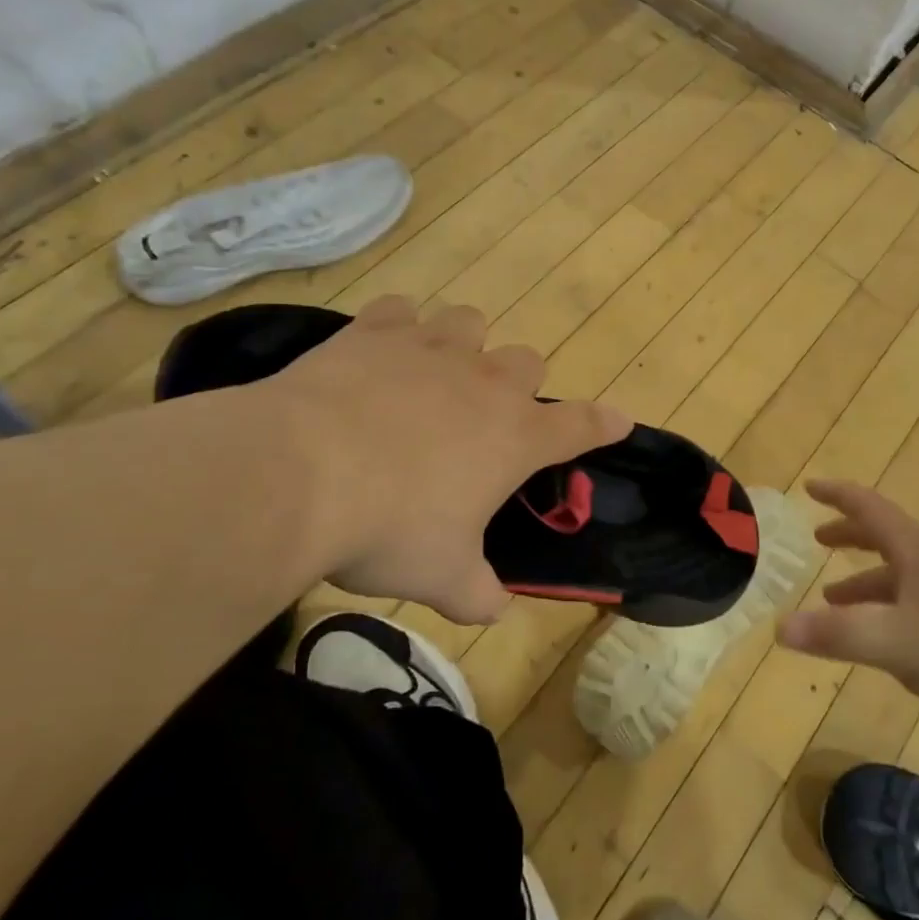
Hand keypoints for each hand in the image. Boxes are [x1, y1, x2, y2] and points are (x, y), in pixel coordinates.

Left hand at [261, 296, 631, 623]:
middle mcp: (483, 382)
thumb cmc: (389, 529)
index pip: (580, 425)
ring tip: (436, 374)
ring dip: (464, 345)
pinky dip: (398, 328)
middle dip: (517, 385)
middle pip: (526, 360)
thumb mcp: (442, 577)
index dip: (602, 424)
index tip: (619, 420)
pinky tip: (381, 352)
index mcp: (514, 437)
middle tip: (487, 418)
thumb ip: (478, 593)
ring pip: (470, 322)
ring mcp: (429, 349)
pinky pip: (400, 310)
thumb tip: (493, 609)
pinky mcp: (374, 332)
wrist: (299, 474)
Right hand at [776, 479, 918, 733]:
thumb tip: (777, 626)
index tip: (810, 485)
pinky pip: (913, 601)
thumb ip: (837, 635)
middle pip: (885, 536)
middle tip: (818, 538)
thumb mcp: (897, 643)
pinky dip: (884, 606)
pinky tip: (881, 636)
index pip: (870, 508)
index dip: (838, 495)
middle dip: (849, 534)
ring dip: (863, 579)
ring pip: (898, 574)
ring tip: (832, 598)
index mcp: (918, 553)